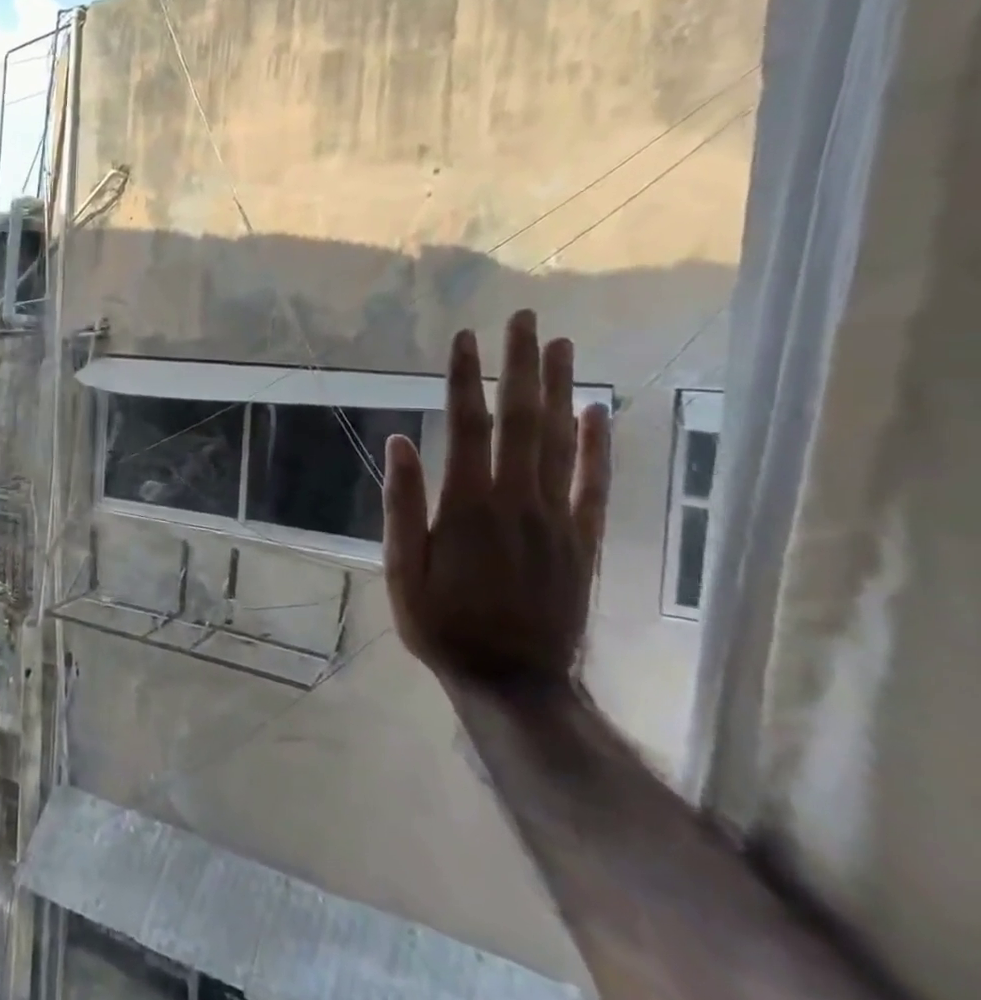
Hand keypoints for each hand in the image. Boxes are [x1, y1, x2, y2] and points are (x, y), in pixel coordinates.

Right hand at [381, 309, 611, 687]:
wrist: (515, 681)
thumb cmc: (443, 625)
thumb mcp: (402, 570)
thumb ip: (403, 505)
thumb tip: (400, 441)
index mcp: (467, 507)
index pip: (467, 426)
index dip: (464, 379)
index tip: (462, 338)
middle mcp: (518, 501)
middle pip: (522, 420)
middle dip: (521, 365)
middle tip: (524, 318)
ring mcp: (558, 518)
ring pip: (562, 441)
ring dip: (560, 389)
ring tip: (562, 344)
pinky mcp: (583, 539)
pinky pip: (595, 483)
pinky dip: (599, 444)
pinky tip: (599, 410)